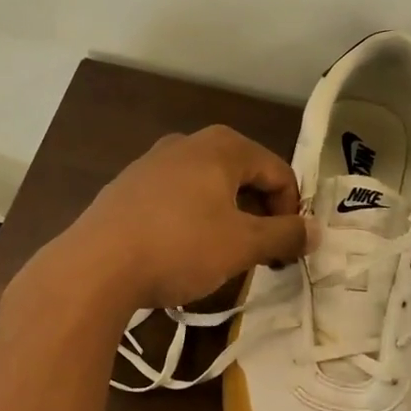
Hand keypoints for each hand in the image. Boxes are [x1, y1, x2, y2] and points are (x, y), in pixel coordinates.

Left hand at [44, 125, 309, 314]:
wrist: (95, 266)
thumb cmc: (180, 247)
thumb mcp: (242, 245)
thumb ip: (285, 235)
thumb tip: (315, 230)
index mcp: (222, 147)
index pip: (278, 172)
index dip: (291, 213)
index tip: (287, 251)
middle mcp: (187, 143)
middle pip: (243, 176)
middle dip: (259, 216)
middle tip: (261, 255)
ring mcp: (151, 163)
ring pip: (207, 188)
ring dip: (226, 220)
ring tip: (223, 257)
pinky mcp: (126, 188)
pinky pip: (175, 199)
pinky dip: (191, 221)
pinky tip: (181, 252)